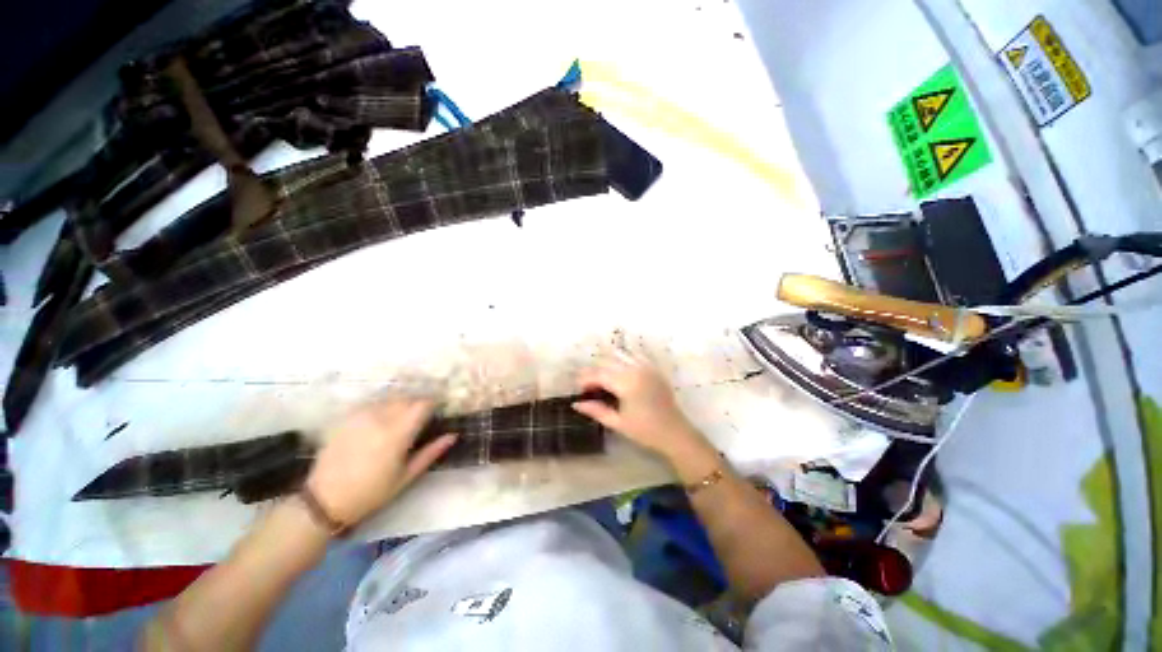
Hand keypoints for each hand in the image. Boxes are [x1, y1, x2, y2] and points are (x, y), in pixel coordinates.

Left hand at [306, 398, 455, 525]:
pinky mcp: (347, 417)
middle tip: (420, 419)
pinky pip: (372, 404)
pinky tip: (380, 422)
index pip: (423, 404)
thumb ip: (431, 452)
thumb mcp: (406, 477)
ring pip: (390, 399)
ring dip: (400, 405)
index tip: (437, 411)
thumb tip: (453, 436)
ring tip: (400, 420)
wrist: (324, 500)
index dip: (433, 404)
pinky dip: (382, 408)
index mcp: (398, 433)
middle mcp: (380, 417)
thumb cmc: (371, 492)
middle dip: (417, 405)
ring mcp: (361, 415)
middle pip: (407, 398)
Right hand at [572, 353, 714, 465]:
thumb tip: (576, 403)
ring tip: (602, 376)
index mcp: (626, 384)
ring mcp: (646, 366)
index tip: (579, 388)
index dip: (585, 379)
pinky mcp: (653, 368)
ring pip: (620, 355)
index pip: (599, 374)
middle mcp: (636, 369)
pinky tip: (619, 368)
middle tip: (588, 385)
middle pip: (607, 362)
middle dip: (594, 371)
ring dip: (608, 363)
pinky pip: (635, 355)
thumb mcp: (617, 423)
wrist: (674, 433)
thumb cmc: (644, 431)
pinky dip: (624, 358)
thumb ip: (596, 410)